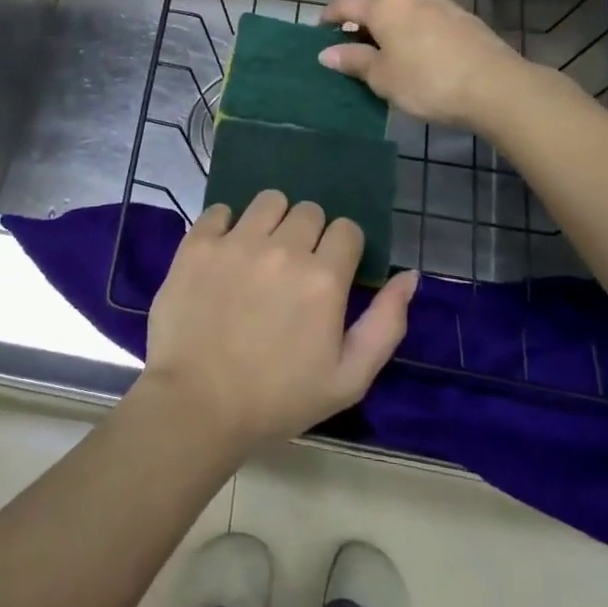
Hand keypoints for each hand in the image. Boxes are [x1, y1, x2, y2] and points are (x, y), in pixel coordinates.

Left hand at [141, 191, 417, 454]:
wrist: (198, 405)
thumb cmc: (278, 399)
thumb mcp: (349, 378)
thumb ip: (386, 323)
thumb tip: (409, 276)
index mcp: (323, 278)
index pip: (347, 229)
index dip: (343, 249)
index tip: (330, 272)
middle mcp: (282, 248)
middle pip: (309, 210)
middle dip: (309, 233)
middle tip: (294, 268)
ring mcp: (236, 242)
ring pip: (268, 200)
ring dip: (272, 220)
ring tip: (260, 252)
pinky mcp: (198, 244)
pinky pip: (220, 210)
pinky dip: (225, 226)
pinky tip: (224, 255)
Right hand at [319, 0, 529, 129]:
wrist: (494, 85)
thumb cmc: (427, 82)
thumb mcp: (382, 77)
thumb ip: (353, 60)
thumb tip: (326, 53)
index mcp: (382, 5)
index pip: (345, 3)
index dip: (329, 16)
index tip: (319, 31)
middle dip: (360, 9)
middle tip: (352, 34)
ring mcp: (437, 0)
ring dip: (386, 10)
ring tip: (382, 37)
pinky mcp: (459, 12)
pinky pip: (422, 6)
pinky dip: (409, 17)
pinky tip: (414, 40)